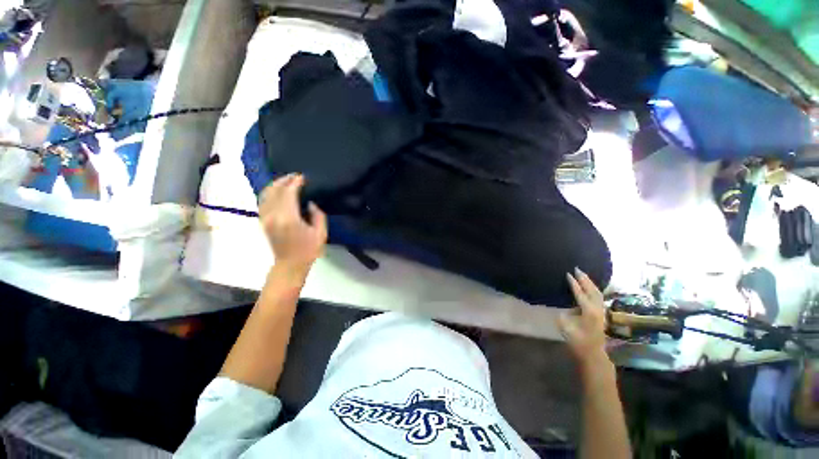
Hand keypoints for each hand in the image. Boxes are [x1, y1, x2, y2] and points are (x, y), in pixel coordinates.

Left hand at [259, 174, 326, 275]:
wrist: (290, 265)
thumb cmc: (308, 250)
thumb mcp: (321, 233)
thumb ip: (318, 215)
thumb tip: (310, 203)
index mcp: (289, 218)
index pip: (288, 193)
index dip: (295, 183)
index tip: (303, 177)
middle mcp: (273, 216)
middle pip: (275, 191)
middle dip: (284, 180)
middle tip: (295, 176)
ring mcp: (265, 218)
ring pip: (266, 195)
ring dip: (275, 185)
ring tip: (286, 180)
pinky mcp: (263, 221)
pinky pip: (262, 202)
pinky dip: (269, 193)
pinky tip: (276, 191)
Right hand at [558, 268, 610, 371]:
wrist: (593, 355)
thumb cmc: (578, 342)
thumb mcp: (565, 328)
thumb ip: (564, 315)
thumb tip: (567, 309)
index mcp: (588, 312)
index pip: (580, 293)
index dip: (574, 283)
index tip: (568, 274)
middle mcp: (597, 310)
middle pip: (592, 290)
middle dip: (584, 279)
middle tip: (577, 269)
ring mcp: (601, 312)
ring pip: (597, 294)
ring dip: (590, 283)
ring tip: (583, 275)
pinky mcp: (601, 315)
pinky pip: (599, 298)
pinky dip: (594, 290)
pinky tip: (590, 287)